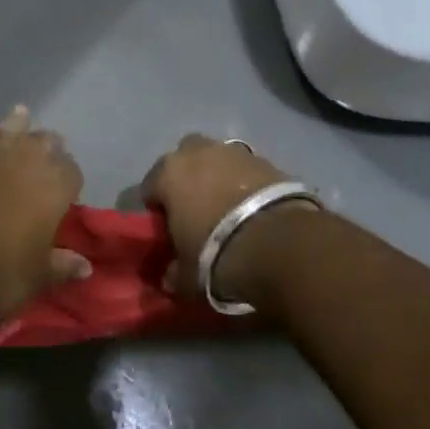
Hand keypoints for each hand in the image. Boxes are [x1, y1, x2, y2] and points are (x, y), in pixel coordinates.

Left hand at [0, 107, 89, 335]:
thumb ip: (63, 264)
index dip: (69, 180)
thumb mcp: (38, 276)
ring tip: (20, 119)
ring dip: (16, 125)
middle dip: (47, 149)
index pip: (72, 170)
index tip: (63, 192)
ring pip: (10, 126)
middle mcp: (26, 158)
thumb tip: (85, 266)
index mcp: (54, 185)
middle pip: (45, 141)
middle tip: (42, 162)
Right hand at [141, 135, 298, 303]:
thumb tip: (171, 275)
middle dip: (187, 178)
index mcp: (168, 173)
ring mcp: (235, 152)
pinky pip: (247, 171)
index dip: (157, 208)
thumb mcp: (187, 276)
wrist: (279, 244)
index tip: (166, 229)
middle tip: (196, 210)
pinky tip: (254, 209)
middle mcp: (198, 152)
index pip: (150, 186)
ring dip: (219, 178)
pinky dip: (247, 184)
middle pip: (184, 159)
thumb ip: (174, 272)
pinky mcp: (268, 160)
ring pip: (218, 160)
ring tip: (229, 209)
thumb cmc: (217, 254)